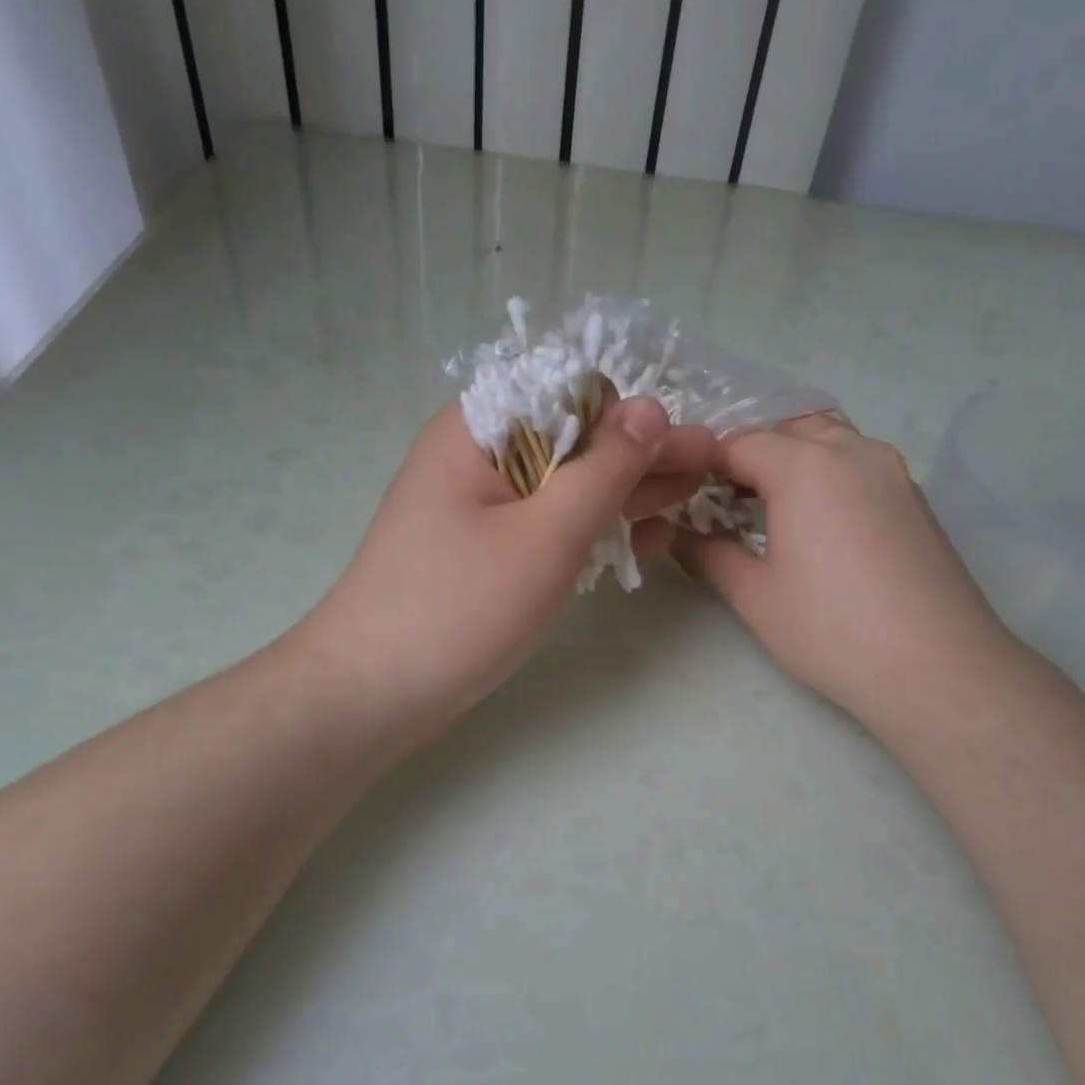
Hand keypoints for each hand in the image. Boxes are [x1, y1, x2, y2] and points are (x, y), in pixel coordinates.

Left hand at [296, 396, 714, 743]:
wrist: (375, 693)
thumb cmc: (459, 608)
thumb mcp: (545, 534)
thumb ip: (604, 470)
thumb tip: (651, 409)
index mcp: (479, 429)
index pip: (567, 391)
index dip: (628, 412)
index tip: (679, 443)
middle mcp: (480, 457)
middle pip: (573, 440)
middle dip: (641, 454)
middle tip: (708, 466)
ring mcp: (483, 507)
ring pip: (566, 486)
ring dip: (625, 493)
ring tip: (689, 500)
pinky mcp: (489, 550)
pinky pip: (549, 526)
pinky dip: (593, 531)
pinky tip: (642, 541)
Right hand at [673, 414, 1016, 727]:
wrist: (935, 666)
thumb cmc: (830, 630)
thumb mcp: (754, 596)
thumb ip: (708, 555)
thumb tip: (677, 536)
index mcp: (804, 465)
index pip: (740, 443)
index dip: (707, 465)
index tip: (688, 495)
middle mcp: (852, 450)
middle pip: (788, 430)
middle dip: (752, 454)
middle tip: (727, 500)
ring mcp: (893, 470)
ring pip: (831, 439)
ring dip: (795, 458)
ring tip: (774, 506)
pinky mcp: (916, 497)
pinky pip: (861, 463)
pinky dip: (831, 473)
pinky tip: (822, 523)